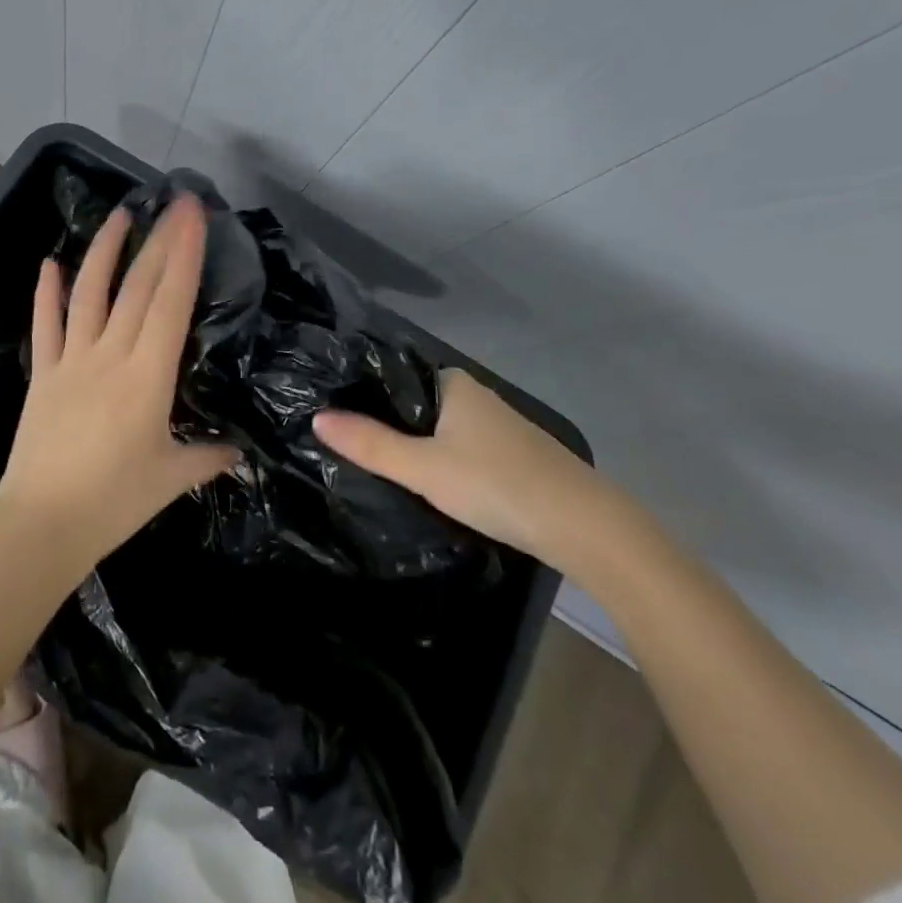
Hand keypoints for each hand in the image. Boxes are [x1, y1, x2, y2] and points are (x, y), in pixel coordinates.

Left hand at [0, 195, 238, 572]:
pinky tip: (49, 263)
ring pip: (89, 292)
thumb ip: (209, 457)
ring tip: (121, 216)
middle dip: (159, 240)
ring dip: (105, 249)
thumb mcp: (171, 479)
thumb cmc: (114, 502)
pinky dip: (46, 291)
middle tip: (175, 203)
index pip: (170, 302)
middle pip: (138, 287)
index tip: (192, 216)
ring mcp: (71, 360)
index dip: (184, 254)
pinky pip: (45, 324)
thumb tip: (239, 451)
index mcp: (148, 376)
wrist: (42, 524)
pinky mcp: (43, 373)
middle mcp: (110, 355)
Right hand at [313, 368, 610, 564]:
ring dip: (414, 444)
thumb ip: (369, 444)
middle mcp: (474, 395)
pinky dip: (440, 460)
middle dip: (385, 422)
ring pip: (439, 428)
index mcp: (453, 382)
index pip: (393, 375)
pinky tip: (427, 483)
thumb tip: (316, 418)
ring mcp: (497, 426)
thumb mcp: (423, 468)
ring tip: (376, 465)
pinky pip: (460, 448)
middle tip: (346, 445)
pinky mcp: (513, 456)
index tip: (332, 414)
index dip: (362, 394)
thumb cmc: (497, 484)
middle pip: (414, 403)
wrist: (586, 527)